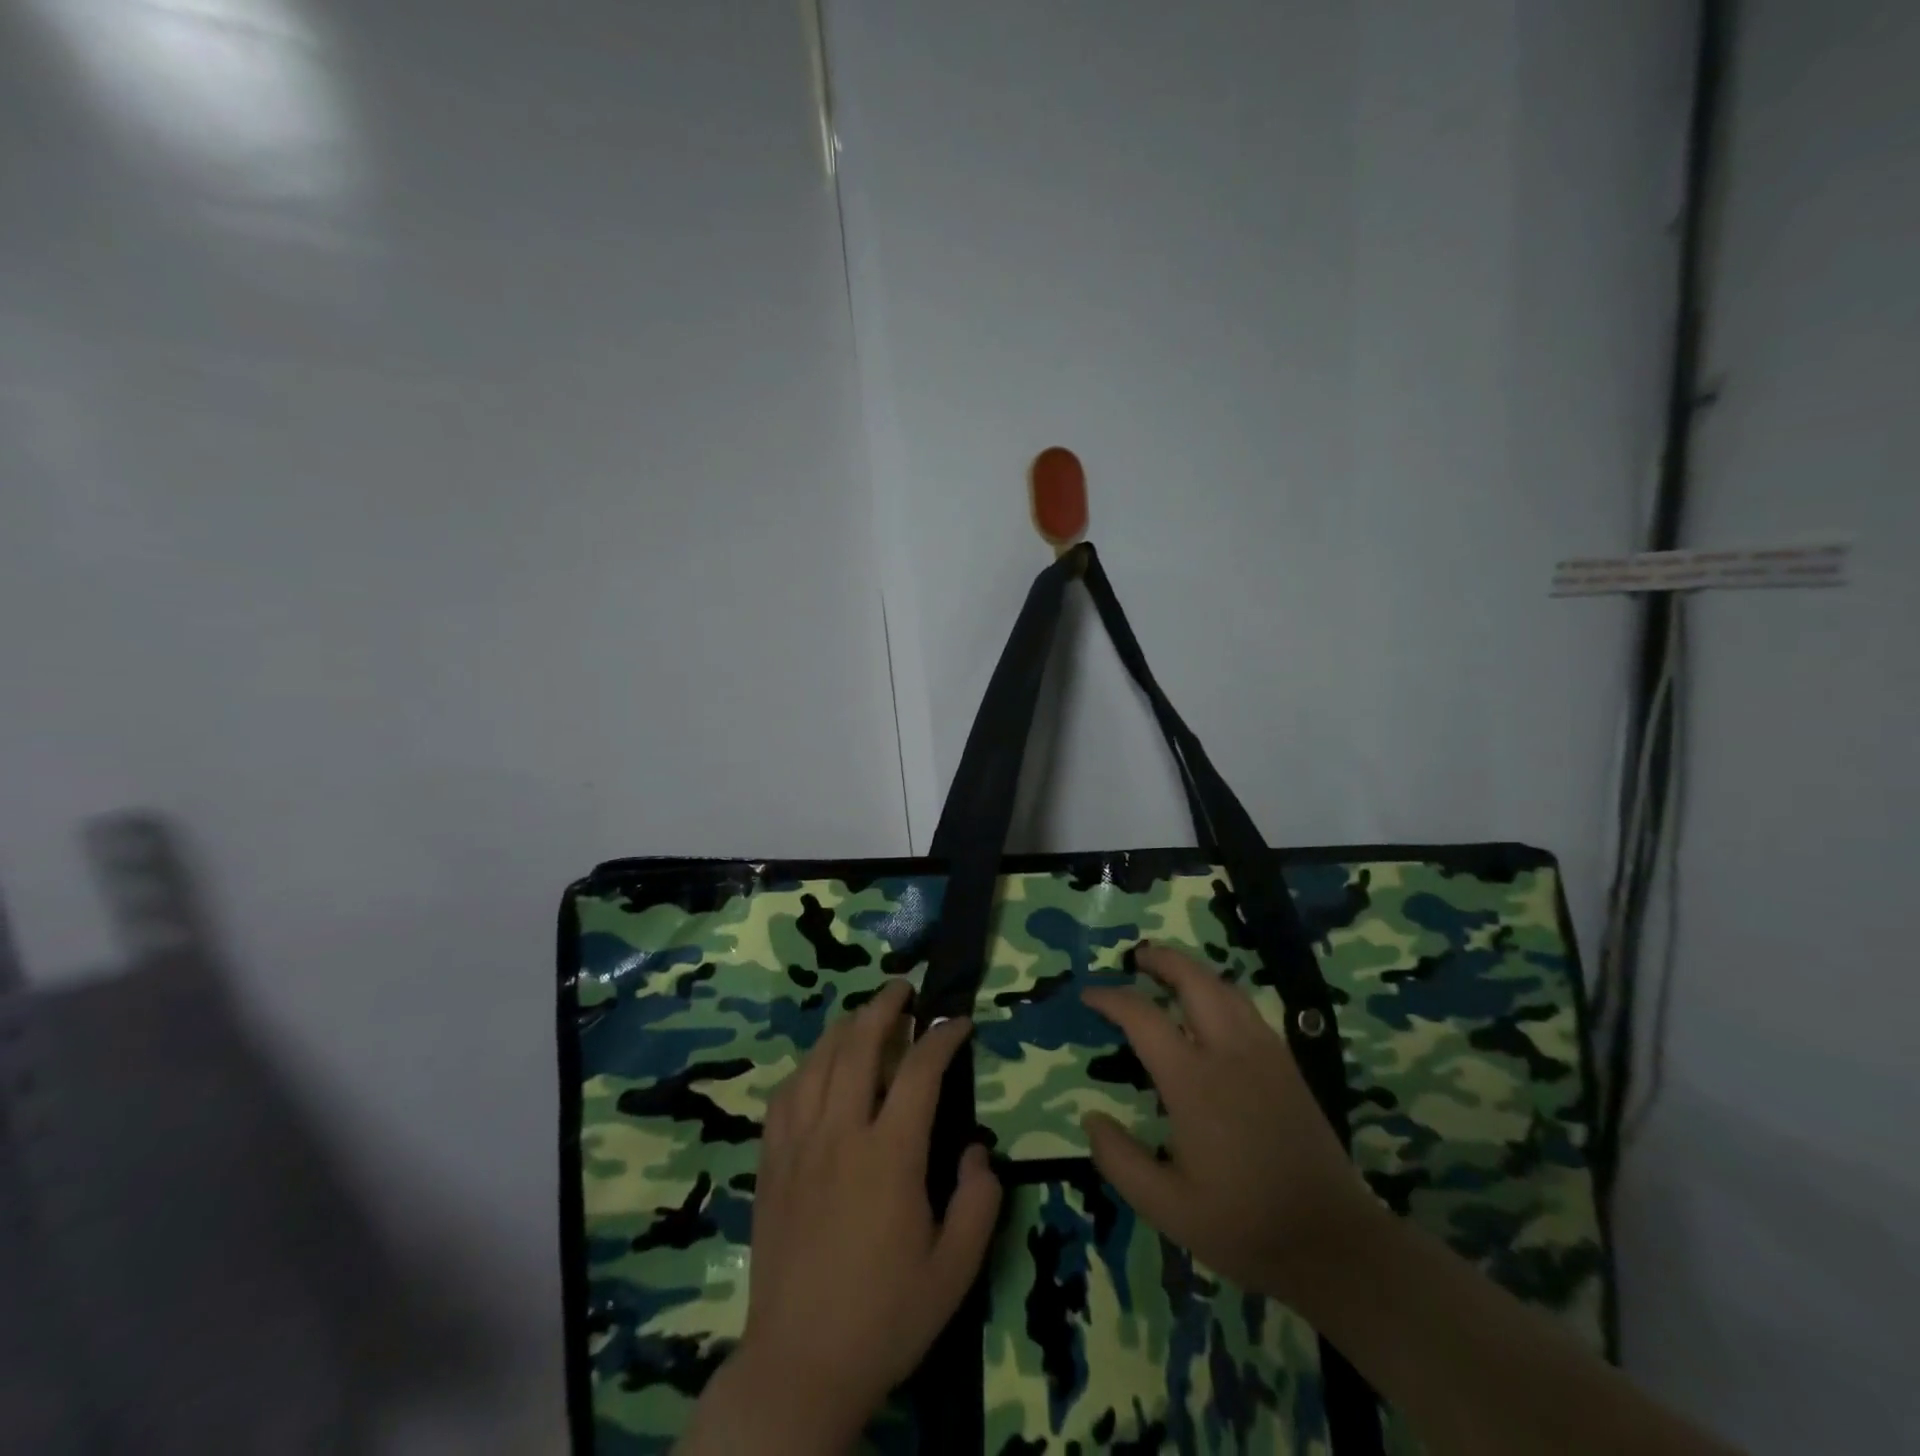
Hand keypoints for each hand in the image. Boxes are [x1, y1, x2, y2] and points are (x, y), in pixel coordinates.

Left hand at [683, 980, 1001, 1452]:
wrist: (800, 1365)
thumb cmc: (885, 1316)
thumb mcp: (955, 1270)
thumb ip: (979, 1201)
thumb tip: (977, 1150)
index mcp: (889, 1155)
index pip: (920, 1070)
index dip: (943, 1036)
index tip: (959, 1022)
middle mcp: (840, 1133)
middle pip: (859, 1045)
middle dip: (884, 1006)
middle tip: (904, 989)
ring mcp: (798, 1145)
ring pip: (818, 1061)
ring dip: (845, 1028)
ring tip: (864, 1017)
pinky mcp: (771, 1163)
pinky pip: (785, 1095)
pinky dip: (806, 1067)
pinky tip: (818, 1069)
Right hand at [1080, 944, 1379, 1301]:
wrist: (1335, 1243)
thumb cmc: (1244, 1225)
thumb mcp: (1167, 1208)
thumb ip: (1120, 1161)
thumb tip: (1090, 1117)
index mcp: (1194, 1082)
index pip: (1143, 1017)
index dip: (1111, 998)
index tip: (1089, 994)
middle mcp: (1230, 1052)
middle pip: (1193, 981)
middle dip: (1161, 960)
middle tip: (1136, 957)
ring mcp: (1265, 1054)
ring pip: (1225, 988)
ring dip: (1192, 971)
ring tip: (1169, 972)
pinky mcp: (1287, 1065)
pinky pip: (1246, 1008)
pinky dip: (1220, 991)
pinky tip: (1212, 1007)